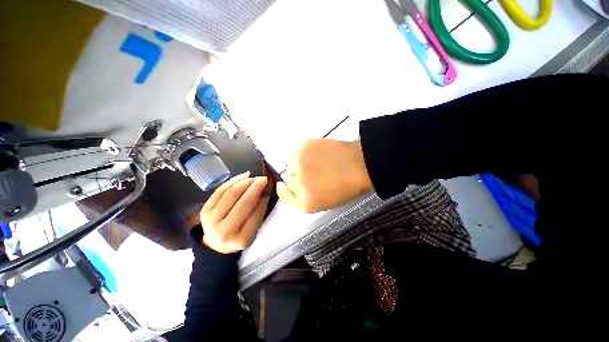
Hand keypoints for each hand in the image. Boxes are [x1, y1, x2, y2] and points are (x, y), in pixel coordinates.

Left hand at [200, 172, 268, 253]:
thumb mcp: (252, 231)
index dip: (263, 200)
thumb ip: (258, 213)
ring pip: (231, 194)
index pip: (255, 215)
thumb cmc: (238, 236)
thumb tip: (264, 193)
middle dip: (255, 188)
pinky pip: (220, 190)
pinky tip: (244, 176)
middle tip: (264, 179)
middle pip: (243, 203)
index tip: (269, 189)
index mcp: (241, 239)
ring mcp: (212, 219)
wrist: (215, 244)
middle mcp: (225, 230)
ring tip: (254, 177)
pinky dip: (233, 181)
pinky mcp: (205, 209)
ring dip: (245, 183)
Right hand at [277, 139, 372, 212]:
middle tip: (314, 172)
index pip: (284, 195)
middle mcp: (298, 185)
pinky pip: (294, 151)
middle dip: (298, 177)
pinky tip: (315, 152)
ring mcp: (298, 165)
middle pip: (289, 179)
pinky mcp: (301, 148)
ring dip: (299, 164)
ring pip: (291, 164)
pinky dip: (302, 152)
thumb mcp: (324, 202)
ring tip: (316, 161)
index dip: (285, 189)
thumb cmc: (346, 187)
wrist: (360, 165)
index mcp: (305, 204)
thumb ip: (304, 198)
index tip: (285, 185)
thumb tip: (288, 187)